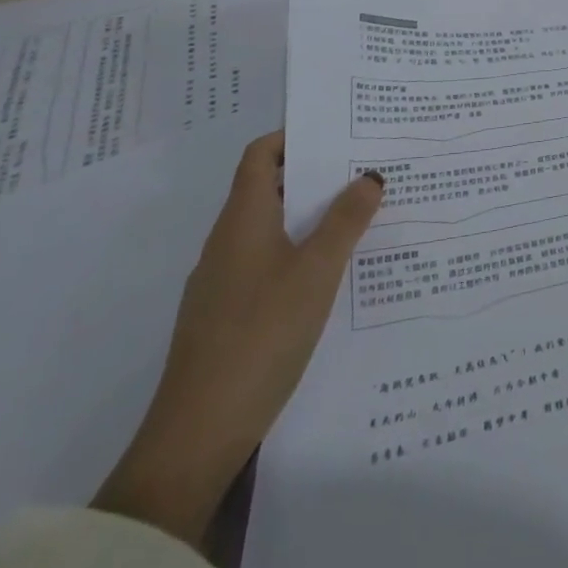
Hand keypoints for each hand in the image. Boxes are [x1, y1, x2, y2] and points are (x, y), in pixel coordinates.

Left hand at [94, 133, 383, 548]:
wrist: (199, 435)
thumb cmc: (261, 334)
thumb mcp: (316, 272)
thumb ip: (346, 221)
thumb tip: (369, 175)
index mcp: (242, 220)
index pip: (261, 155)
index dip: (295, 136)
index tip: (341, 133)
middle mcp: (227, 242)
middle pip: (269, 189)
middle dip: (316, 176)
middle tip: (367, 171)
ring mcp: (223, 282)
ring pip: (272, 229)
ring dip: (312, 217)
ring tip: (363, 217)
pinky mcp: (228, 316)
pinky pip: (269, 264)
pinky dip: (301, 254)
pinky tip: (334, 275)